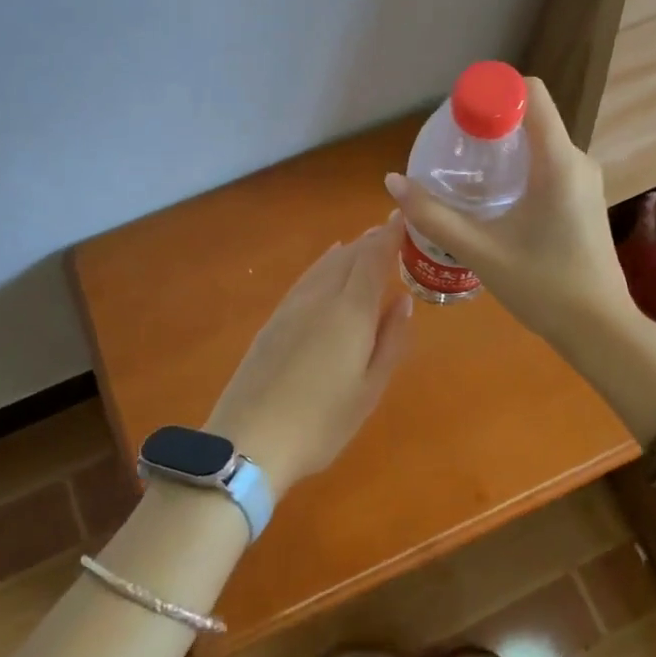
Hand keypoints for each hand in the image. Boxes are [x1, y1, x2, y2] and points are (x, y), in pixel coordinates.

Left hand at [204, 217, 415, 498]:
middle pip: (349, 256)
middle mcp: (321, 297)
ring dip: (348, 250)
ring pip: (325, 264)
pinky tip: (327, 266)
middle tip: (392, 231)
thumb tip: (402, 302)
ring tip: (364, 242)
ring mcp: (292, 307)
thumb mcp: (369, 389)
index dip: (391, 235)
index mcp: (350, 311)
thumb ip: (390, 341)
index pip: (374, 257)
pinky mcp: (273, 321)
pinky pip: (306, 278)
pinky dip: (324, 264)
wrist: (249, 440)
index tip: (405, 216)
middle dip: (372, 240)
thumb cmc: (321, 422)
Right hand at [384, 77, 633, 350]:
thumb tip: (393, 182)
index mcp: (558, 161)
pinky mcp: (583, 199)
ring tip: (466, 173)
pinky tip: (493, 198)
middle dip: (489, 123)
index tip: (458, 117)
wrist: (599, 330)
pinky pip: (548, 164)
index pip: (529, 93)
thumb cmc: (544, 286)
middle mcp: (577, 160)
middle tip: (452, 149)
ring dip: (503, 148)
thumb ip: (434, 215)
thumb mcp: (481, 251)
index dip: (492, 92)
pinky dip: (518, 167)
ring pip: (539, 142)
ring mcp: (584, 180)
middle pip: (530, 117)